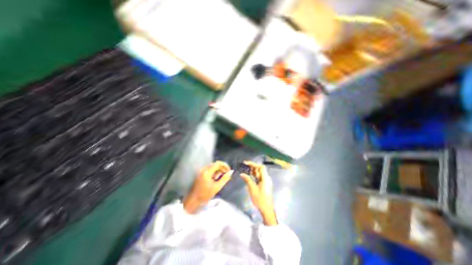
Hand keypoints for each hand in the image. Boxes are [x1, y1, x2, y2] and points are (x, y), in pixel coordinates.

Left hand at [182, 160, 231, 213]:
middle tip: (225, 175)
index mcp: (207, 172)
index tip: (229, 170)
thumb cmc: (205, 195)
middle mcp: (203, 169)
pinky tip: (214, 179)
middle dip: (221, 169)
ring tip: (219, 179)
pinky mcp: (200, 174)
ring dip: (218, 171)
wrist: (193, 201)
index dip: (225, 165)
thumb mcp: (217, 187)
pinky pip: (209, 170)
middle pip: (215, 164)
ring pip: (212, 167)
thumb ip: (225, 179)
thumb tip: (231, 172)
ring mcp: (201, 171)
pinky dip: (213, 173)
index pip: (218, 163)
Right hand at [241, 162, 276, 224]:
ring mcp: (266, 181)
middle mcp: (267, 178)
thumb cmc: (260, 199)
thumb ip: (248, 180)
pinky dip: (255, 175)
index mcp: (265, 178)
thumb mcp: (252, 189)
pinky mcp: (265, 184)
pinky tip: (249, 176)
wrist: (267, 209)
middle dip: (252, 166)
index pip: (261, 167)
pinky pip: (259, 177)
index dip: (254, 164)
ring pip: (260, 173)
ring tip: (246, 169)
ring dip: (253, 171)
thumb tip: (242, 174)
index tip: (246, 163)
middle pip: (260, 169)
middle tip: (245, 166)